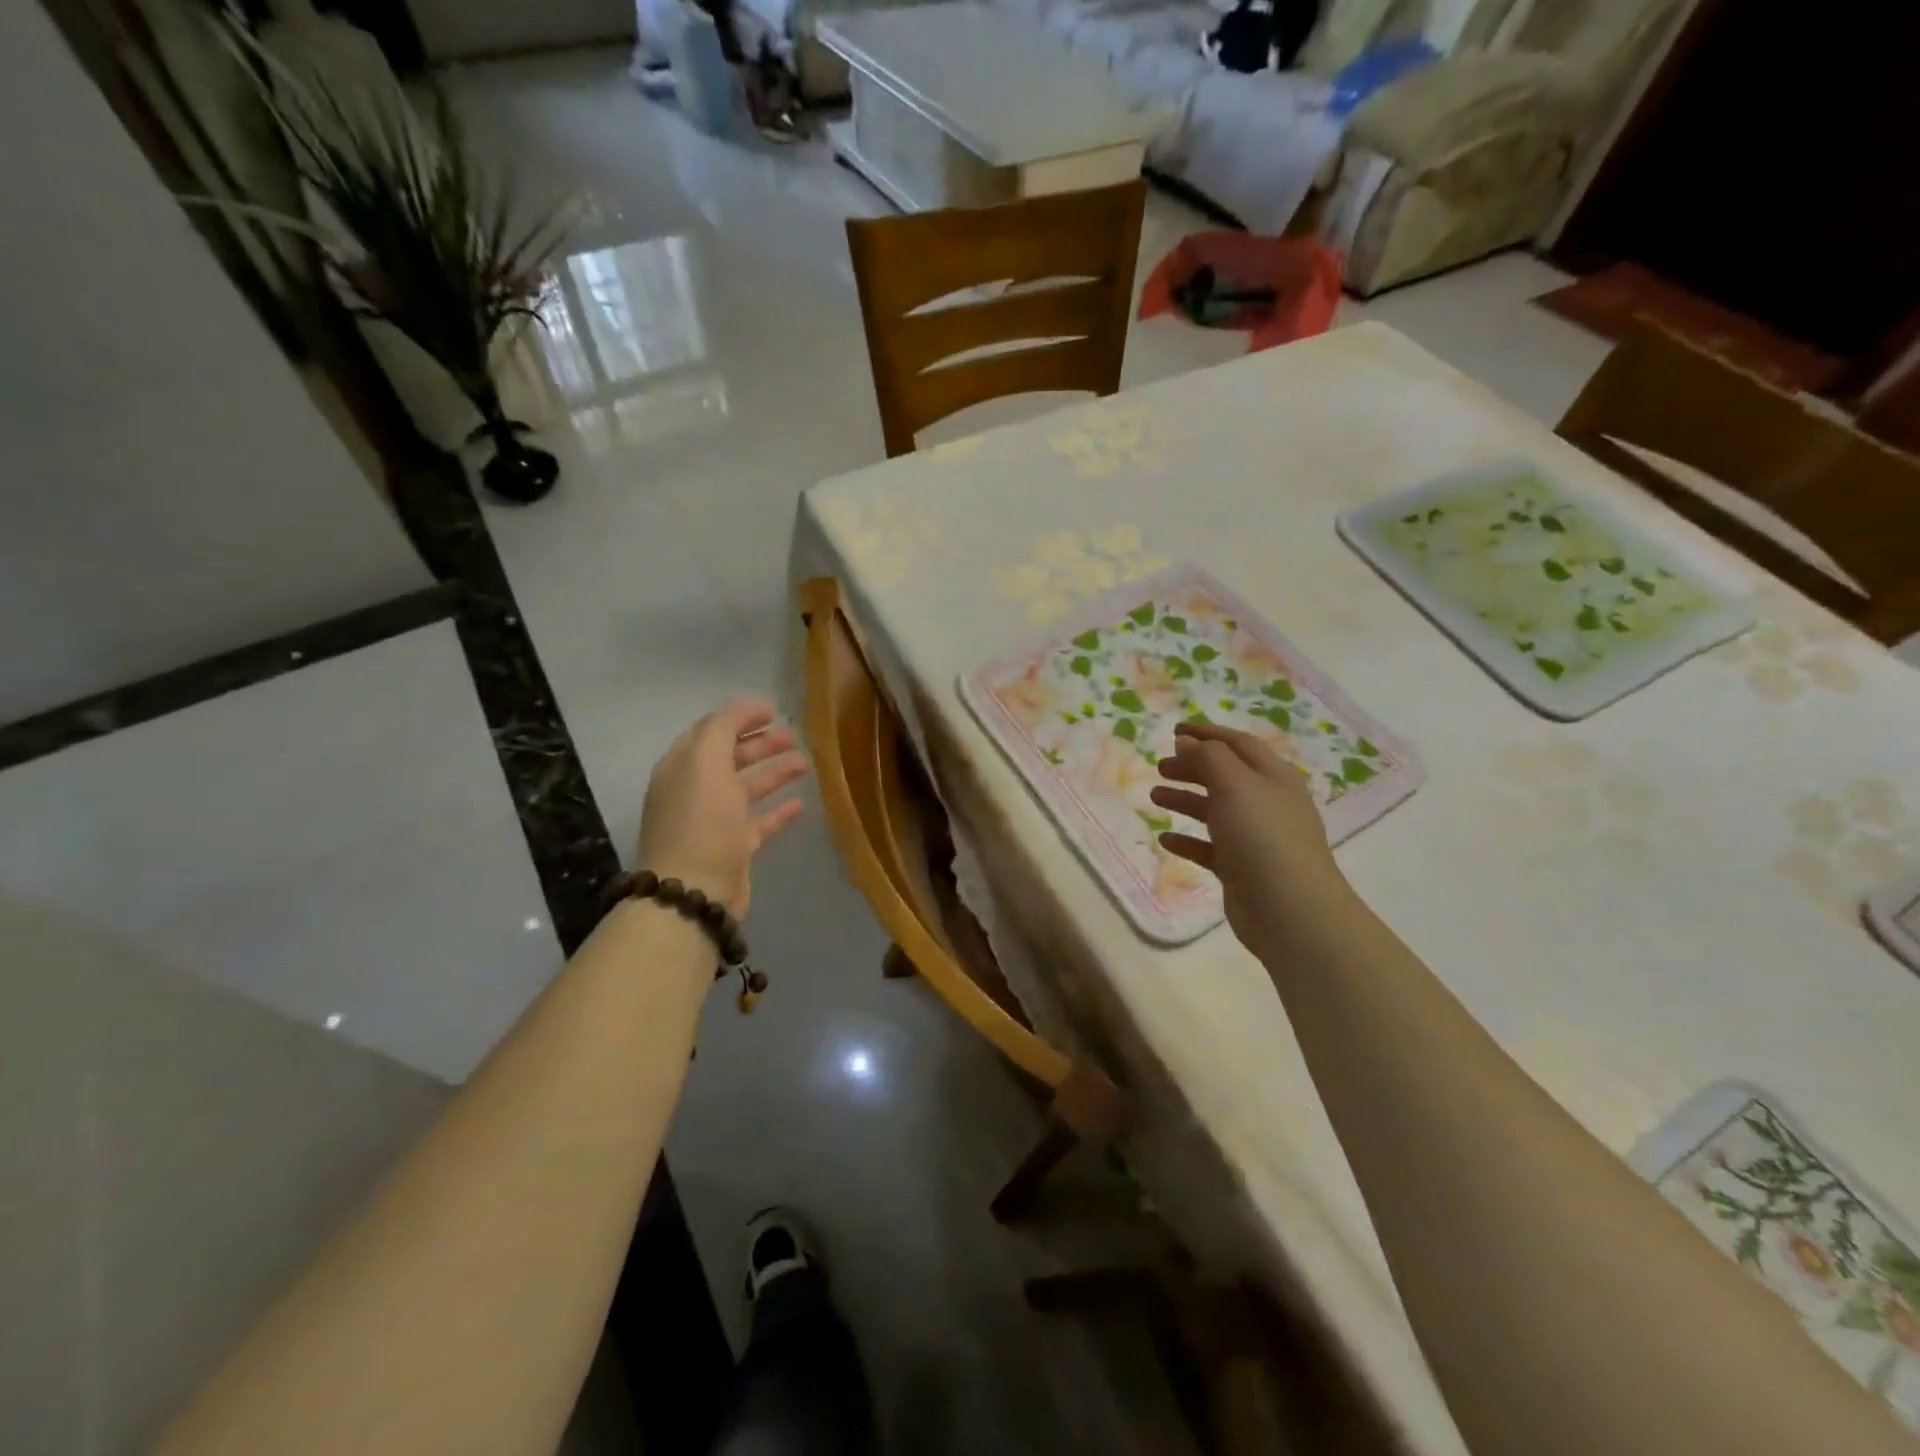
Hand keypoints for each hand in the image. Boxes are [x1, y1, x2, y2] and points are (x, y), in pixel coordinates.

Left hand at [638, 698, 809, 916]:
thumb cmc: (701, 821)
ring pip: (747, 788)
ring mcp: (714, 821)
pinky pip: (759, 822)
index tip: (772, 711)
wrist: (695, 891)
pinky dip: (778, 811)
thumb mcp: (706, 763)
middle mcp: (695, 791)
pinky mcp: (734, 848)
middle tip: (792, 736)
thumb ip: (722, 728)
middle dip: (759, 744)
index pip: (709, 731)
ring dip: (774, 773)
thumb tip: (743, 708)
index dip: (739, 717)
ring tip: (804, 763)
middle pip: (730, 758)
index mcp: (682, 767)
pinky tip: (800, 804)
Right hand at [1150, 722, 1347, 948]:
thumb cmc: (1263, 837)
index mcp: (1273, 777)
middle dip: (1192, 767)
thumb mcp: (1235, 785)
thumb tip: (1187, 742)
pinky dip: (1187, 840)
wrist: (1290, 911)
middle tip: (1160, 767)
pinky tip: (1165, 839)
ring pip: (1214, 810)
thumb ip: (1208, 758)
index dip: (1207, 734)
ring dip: (1185, 800)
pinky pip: (1208, 848)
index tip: (1174, 731)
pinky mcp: (1241, 869)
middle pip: (1225, 775)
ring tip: (1154, 795)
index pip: (1238, 744)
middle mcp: (1266, 803)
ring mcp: (1254, 838)